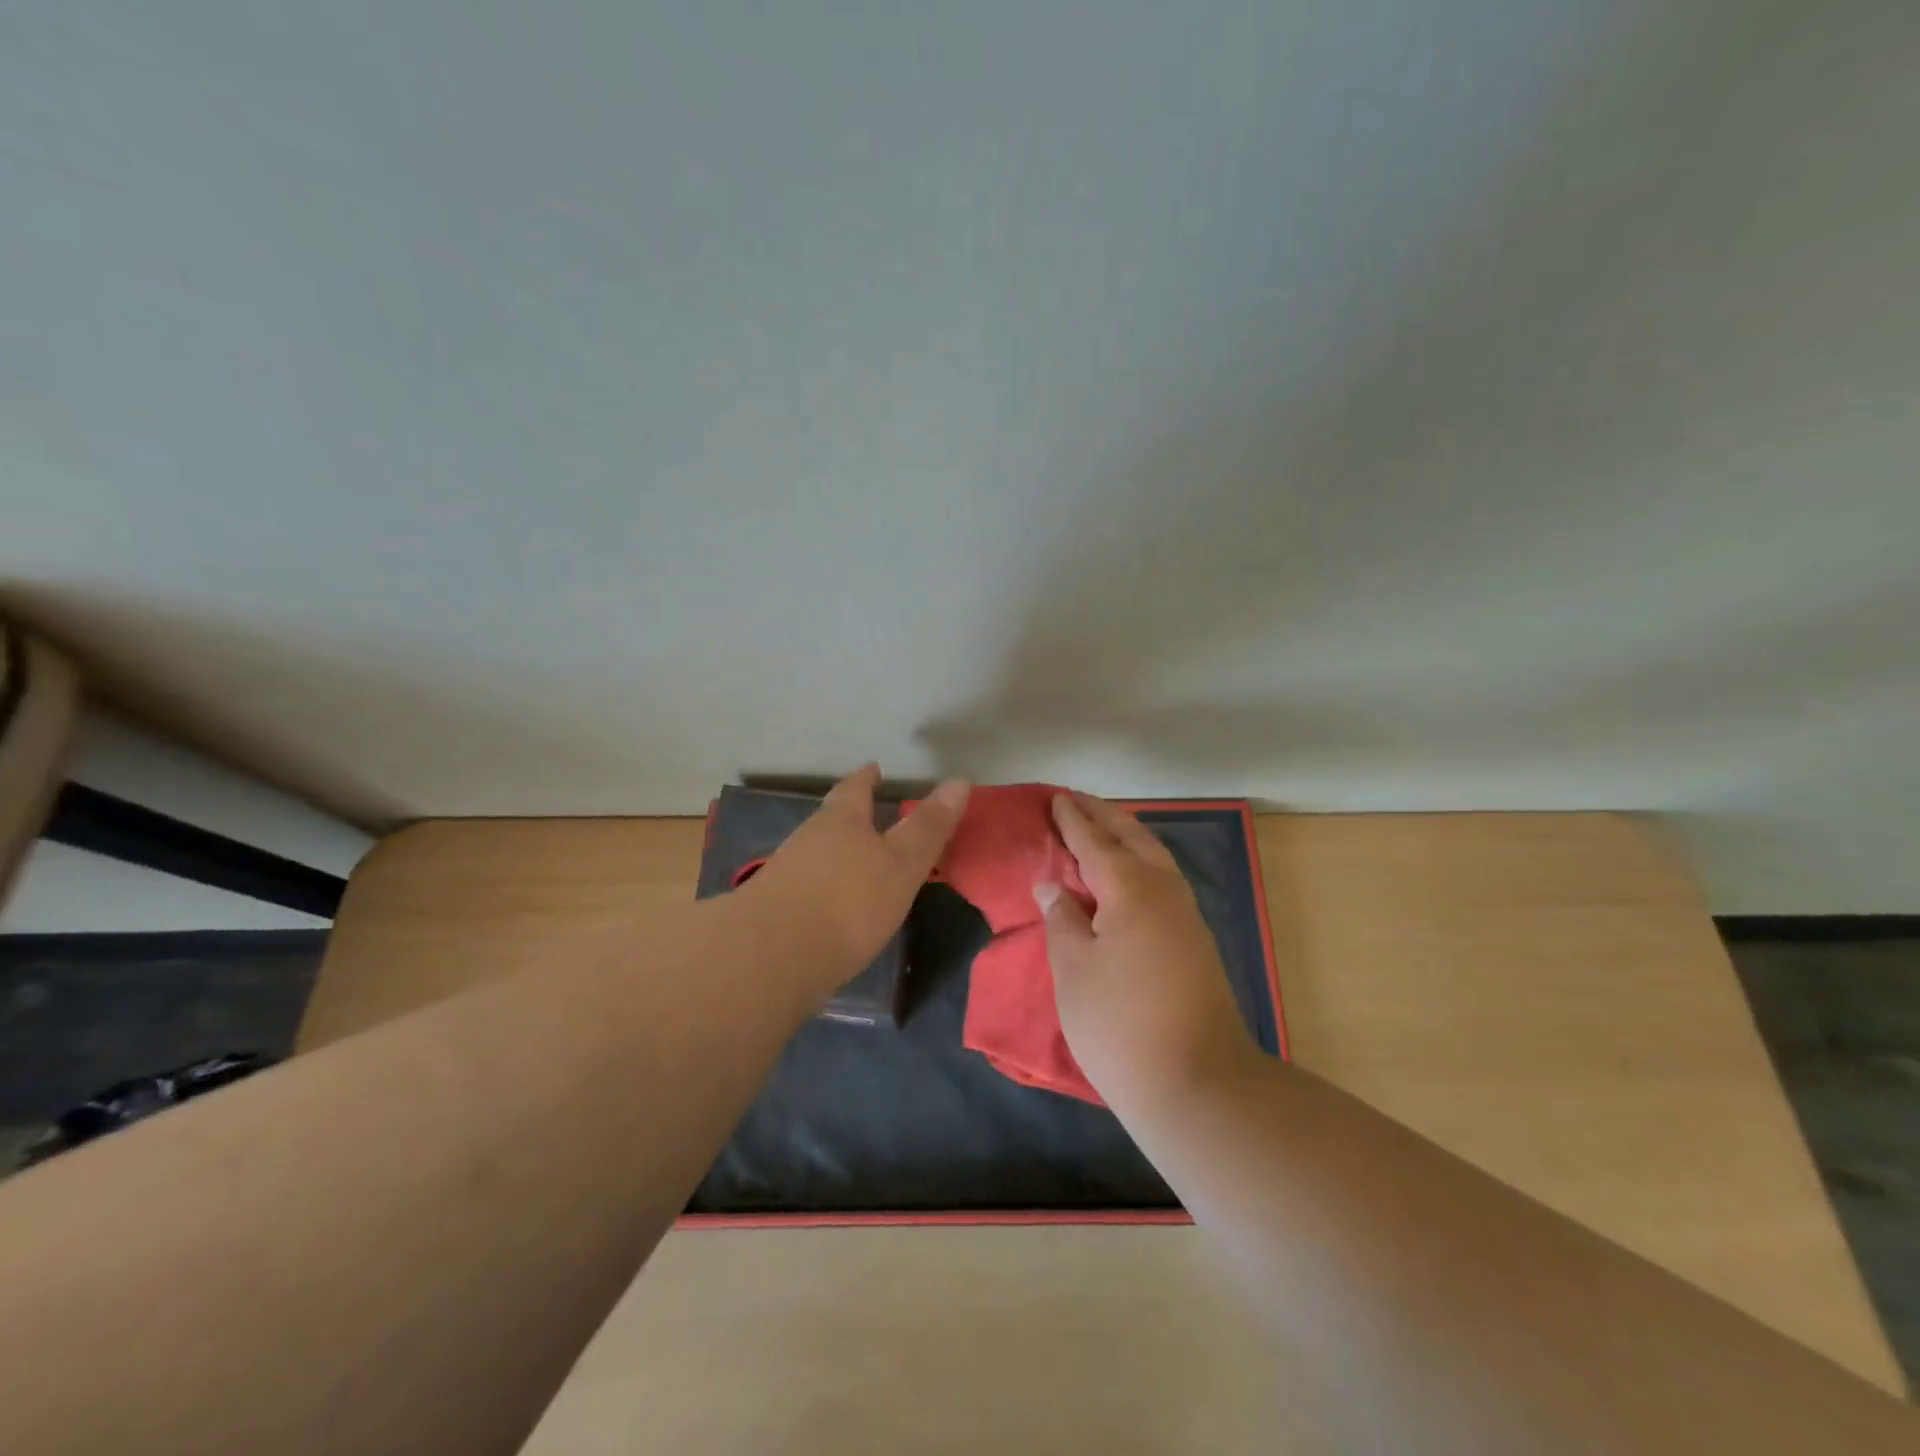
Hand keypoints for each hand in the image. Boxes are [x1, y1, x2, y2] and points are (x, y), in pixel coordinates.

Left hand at [745, 765, 969, 992]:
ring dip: (834, 851)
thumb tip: (960, 779)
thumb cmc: (847, 901)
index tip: (874, 769)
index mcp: (841, 821)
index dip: (867, 778)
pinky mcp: (773, 910)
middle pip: (831, 818)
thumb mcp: (902, 864)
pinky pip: (804, 885)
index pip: (855, 789)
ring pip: (815, 851)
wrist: (770, 956)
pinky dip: (821, 885)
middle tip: (867, 812)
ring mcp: (785, 874)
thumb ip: (928, 828)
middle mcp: (808, 839)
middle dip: (849, 814)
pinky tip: (831, 904)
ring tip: (854, 859)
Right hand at [1038, 792, 1258, 1110]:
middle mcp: (1164, 890)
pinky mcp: (1195, 940)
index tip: (1055, 798)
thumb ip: (1061, 918)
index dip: (1072, 820)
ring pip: (1153, 857)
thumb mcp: (1073, 969)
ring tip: (1099, 828)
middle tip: (1074, 801)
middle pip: (1131, 838)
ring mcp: (1186, 915)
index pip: (1094, 842)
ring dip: (1124, 836)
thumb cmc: (1120, 1023)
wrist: (1198, 1084)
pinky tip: (1125, 875)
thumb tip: (1052, 883)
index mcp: (1131, 888)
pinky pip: (1162, 880)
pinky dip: (1139, 863)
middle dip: (1102, 816)